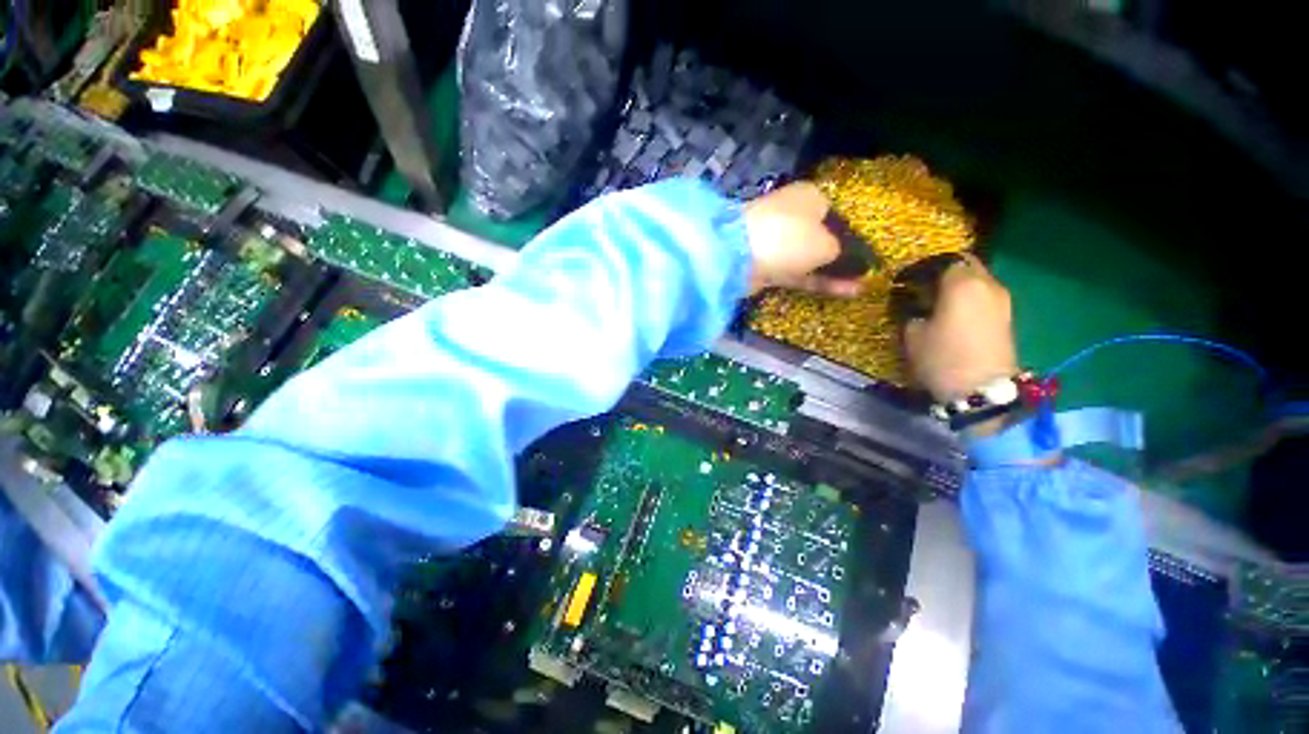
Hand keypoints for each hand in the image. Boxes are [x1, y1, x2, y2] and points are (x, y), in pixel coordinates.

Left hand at [743, 182, 862, 296]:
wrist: (738, 257)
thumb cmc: (789, 238)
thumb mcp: (827, 244)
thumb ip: (842, 253)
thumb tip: (844, 259)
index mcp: (810, 197)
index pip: (836, 214)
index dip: (852, 233)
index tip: (867, 252)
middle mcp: (793, 215)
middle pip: (822, 237)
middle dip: (842, 255)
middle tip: (865, 271)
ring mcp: (778, 242)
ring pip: (810, 258)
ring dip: (833, 272)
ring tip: (860, 285)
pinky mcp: (768, 266)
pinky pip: (799, 273)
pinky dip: (819, 281)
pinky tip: (845, 292)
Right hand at [904, 254, 1017, 402]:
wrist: (981, 390)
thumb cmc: (942, 357)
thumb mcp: (912, 334)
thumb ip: (910, 311)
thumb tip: (910, 302)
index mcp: (962, 283)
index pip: (942, 261)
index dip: (921, 268)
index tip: (904, 281)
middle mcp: (987, 284)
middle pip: (966, 264)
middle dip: (943, 271)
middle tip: (921, 286)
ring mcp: (1002, 300)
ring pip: (978, 279)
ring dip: (958, 284)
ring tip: (936, 300)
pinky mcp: (1007, 316)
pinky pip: (984, 295)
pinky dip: (968, 297)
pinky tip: (953, 313)